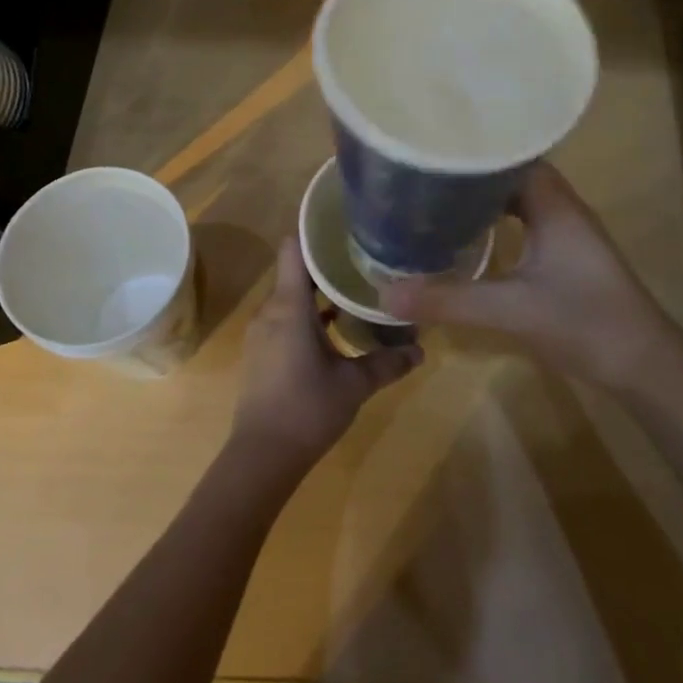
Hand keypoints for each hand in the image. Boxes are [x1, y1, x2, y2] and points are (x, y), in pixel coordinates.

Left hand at [231, 236, 422, 472]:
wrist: (261, 457)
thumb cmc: (307, 409)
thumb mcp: (354, 385)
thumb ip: (388, 363)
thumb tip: (421, 350)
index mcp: (289, 307)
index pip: (293, 250)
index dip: (314, 233)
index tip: (343, 226)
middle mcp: (271, 311)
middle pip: (295, 271)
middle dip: (326, 263)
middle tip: (363, 256)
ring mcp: (263, 331)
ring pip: (291, 296)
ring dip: (319, 291)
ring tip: (355, 287)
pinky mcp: (263, 351)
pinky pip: (285, 317)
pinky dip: (308, 313)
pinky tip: (335, 325)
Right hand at [380, 163, 682, 391]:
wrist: (644, 366)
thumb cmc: (584, 323)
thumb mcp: (510, 309)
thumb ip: (449, 300)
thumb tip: (385, 295)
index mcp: (553, 203)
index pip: (509, 155)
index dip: (472, 149)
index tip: (430, 147)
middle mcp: (561, 207)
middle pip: (510, 174)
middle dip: (469, 172)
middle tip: (421, 173)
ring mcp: (566, 232)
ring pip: (517, 199)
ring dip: (482, 198)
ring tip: (434, 198)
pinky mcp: (565, 255)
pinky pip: (524, 221)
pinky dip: (495, 222)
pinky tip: (468, 237)